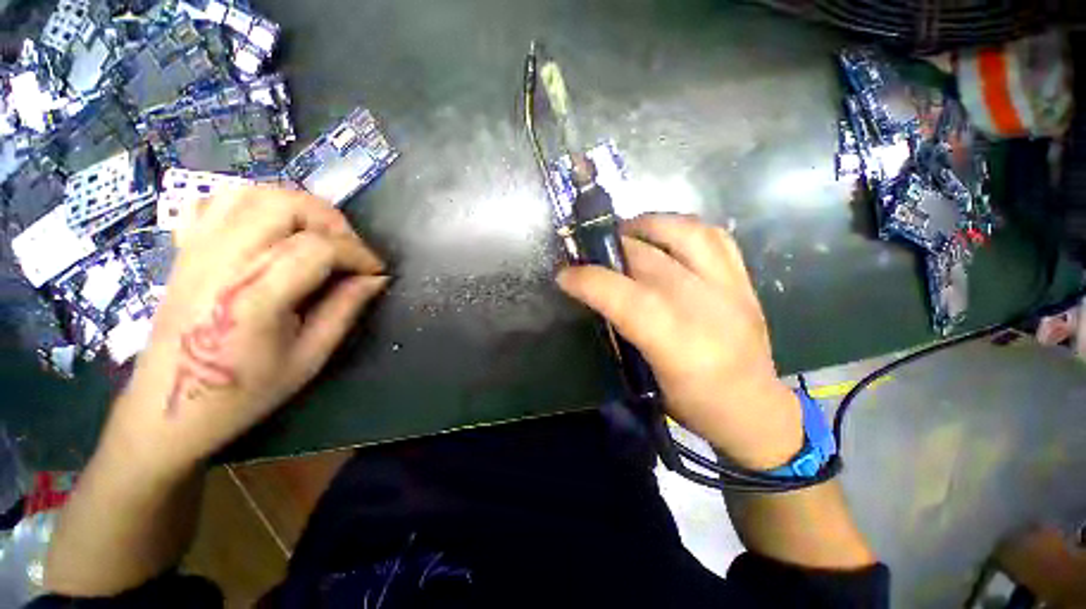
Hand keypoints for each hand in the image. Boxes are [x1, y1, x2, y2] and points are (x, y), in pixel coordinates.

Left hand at [103, 187, 386, 475]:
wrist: (170, 407)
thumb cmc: (244, 391)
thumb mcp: (309, 358)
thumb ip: (345, 310)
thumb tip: (376, 279)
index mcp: (254, 296)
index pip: (318, 248)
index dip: (358, 254)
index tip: (376, 271)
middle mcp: (222, 262)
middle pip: (284, 206)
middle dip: (331, 221)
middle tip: (348, 249)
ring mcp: (197, 250)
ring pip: (253, 194)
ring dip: (297, 207)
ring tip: (318, 235)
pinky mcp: (186, 249)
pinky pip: (217, 202)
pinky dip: (254, 203)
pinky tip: (272, 228)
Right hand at [558, 214, 802, 469]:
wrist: (755, 410)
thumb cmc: (694, 405)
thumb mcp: (645, 378)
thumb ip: (622, 331)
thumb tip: (597, 296)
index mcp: (677, 344)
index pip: (625, 297)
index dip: (589, 280)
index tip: (564, 275)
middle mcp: (705, 307)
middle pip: (649, 259)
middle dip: (609, 249)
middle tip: (588, 251)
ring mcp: (730, 288)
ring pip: (685, 233)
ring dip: (647, 225)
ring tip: (625, 231)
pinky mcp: (744, 281)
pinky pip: (714, 236)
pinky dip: (682, 227)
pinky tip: (663, 235)